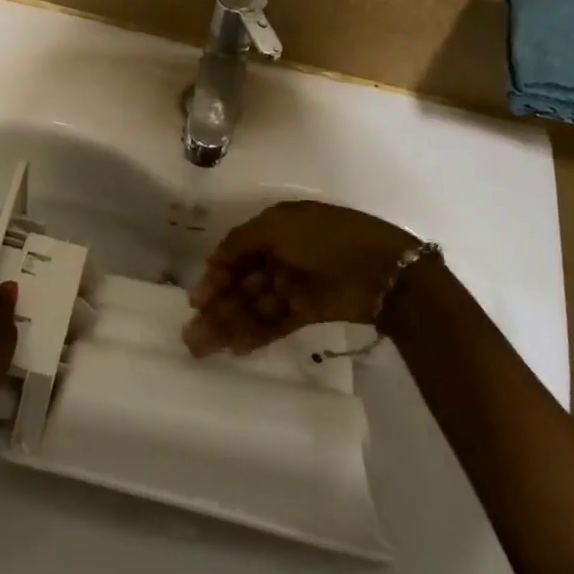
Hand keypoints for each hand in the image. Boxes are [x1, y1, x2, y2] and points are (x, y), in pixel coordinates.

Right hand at [183, 201, 420, 356]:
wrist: (382, 269)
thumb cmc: (326, 238)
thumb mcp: (278, 226)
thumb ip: (241, 242)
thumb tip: (213, 261)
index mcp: (274, 228)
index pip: (235, 253)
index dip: (215, 276)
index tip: (197, 300)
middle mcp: (280, 255)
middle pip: (241, 283)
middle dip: (216, 307)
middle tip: (191, 335)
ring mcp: (293, 284)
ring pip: (253, 306)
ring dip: (229, 325)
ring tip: (203, 348)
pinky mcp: (307, 311)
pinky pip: (274, 322)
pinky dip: (255, 334)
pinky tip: (235, 347)